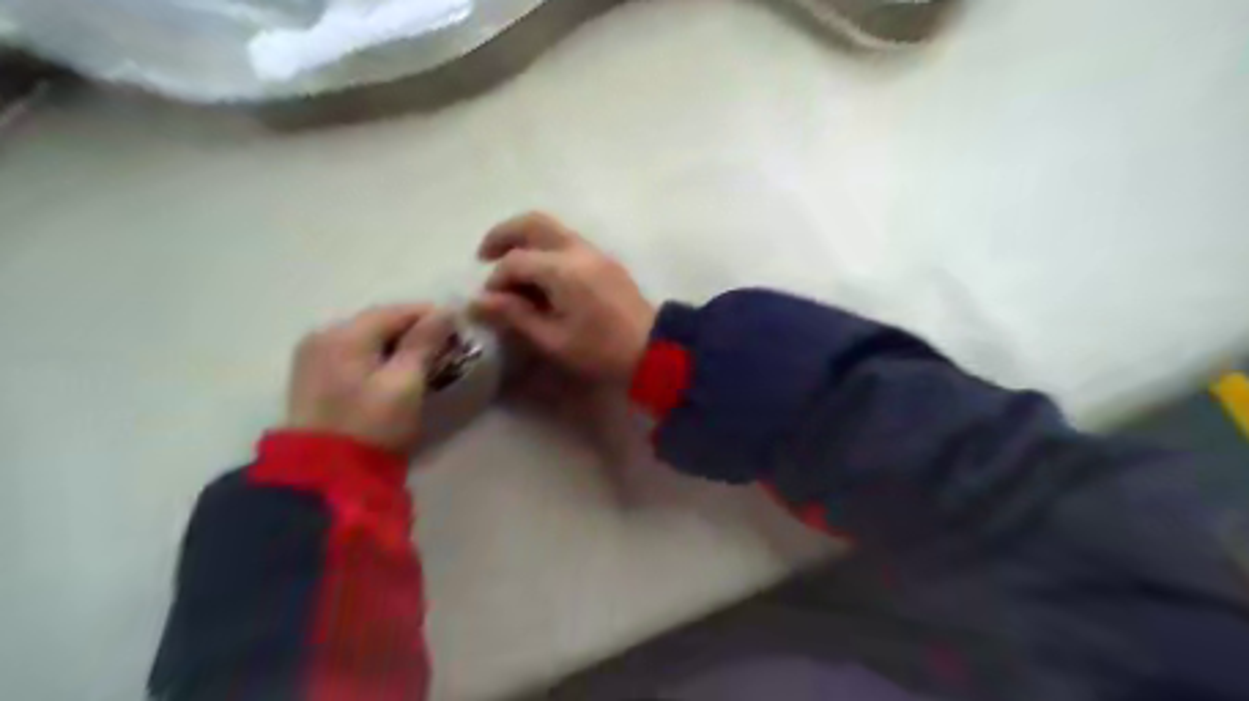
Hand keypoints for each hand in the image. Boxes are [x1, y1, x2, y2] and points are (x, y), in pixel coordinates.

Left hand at [284, 304, 453, 455]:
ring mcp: (313, 356)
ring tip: (426, 359)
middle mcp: (323, 336)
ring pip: (366, 337)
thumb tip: (445, 310)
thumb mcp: (405, 383)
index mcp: (344, 334)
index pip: (396, 311)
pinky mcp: (313, 377)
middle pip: (379, 321)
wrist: (326, 475)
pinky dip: (378, 355)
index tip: (460, 328)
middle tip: (447, 346)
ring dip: (397, 343)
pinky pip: (353, 353)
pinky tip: (395, 369)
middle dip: (414, 330)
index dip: (431, 316)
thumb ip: (423, 343)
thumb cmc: (373, 425)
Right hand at [474, 210, 655, 382]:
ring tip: (510, 266)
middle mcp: (578, 250)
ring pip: (552, 228)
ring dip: (525, 239)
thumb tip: (479, 301)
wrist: (653, 350)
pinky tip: (539, 275)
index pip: (516, 261)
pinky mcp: (605, 260)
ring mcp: (595, 252)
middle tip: (484, 255)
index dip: (496, 279)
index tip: (490, 302)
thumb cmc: (600, 350)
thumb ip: (516, 315)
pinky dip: (545, 247)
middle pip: (534, 222)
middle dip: (504, 234)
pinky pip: (568, 241)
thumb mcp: (553, 340)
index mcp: (563, 270)